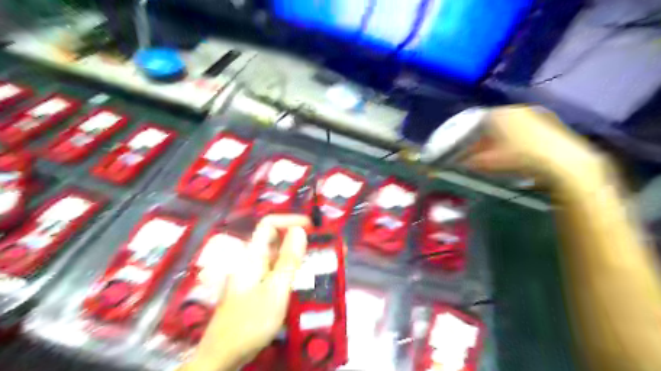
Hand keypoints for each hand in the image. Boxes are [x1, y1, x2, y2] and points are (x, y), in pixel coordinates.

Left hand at [180, 215, 310, 370]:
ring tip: (320, 261)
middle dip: (299, 239)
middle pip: (275, 239)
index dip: (290, 220)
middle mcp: (252, 261)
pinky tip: (304, 280)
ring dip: (298, 255)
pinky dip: (291, 270)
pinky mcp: (256, 289)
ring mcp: (253, 275)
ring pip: (278, 257)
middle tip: (323, 246)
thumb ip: (288, 260)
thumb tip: (300, 230)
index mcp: (253, 256)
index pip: (269, 224)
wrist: (222, 357)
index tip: (312, 227)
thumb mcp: (275, 290)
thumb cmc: (249, 322)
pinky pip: (276, 272)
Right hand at [461, 107, 605, 187]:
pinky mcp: (551, 120)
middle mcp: (514, 109)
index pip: (476, 124)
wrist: (561, 161)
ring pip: (511, 126)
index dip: (470, 139)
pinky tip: (522, 153)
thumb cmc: (518, 158)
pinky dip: (520, 139)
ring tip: (503, 156)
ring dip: (503, 139)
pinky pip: (527, 129)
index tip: (468, 152)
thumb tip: (459, 163)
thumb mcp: (488, 162)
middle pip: (494, 124)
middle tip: (484, 155)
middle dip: (487, 139)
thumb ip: (470, 161)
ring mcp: (535, 113)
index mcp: (496, 114)